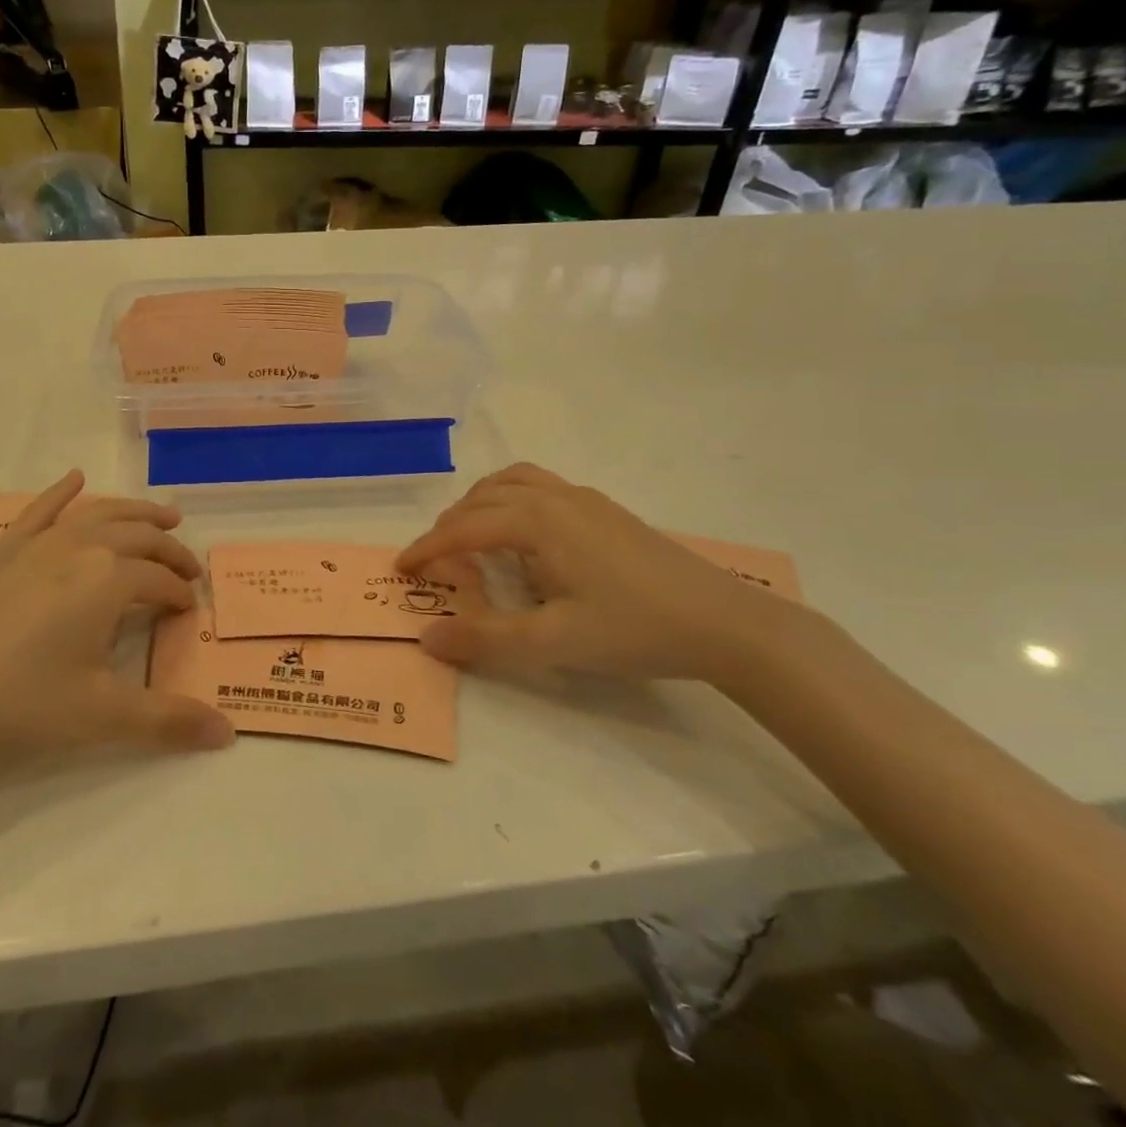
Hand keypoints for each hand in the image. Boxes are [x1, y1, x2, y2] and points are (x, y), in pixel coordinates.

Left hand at [0, 471, 232, 785]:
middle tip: (188, 569)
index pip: (162, 583)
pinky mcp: (4, 547)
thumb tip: (228, 734)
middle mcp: (83, 545)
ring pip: (102, 513)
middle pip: (142, 537)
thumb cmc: (19, 700)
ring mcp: (40, 541)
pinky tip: (75, 477)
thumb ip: (168, 720)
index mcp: (112, 578)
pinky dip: (63, 491)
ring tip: (165, 516)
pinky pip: (41, 508)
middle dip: (172, 552)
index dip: (181, 598)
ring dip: (138, 512)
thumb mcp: (101, 714)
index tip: (189, 613)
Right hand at [396, 463, 808, 688]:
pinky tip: (524, 537)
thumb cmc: (634, 629)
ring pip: (512, 483)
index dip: (427, 549)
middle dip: (450, 527)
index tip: (401, 569)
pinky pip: (539, 487)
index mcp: (537, 521)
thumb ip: (485, 640)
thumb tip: (426, 638)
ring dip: (480, 505)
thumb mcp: (553, 643)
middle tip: (435, 564)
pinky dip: (511, 501)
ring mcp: (585, 498)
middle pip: (483, 498)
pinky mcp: (606, 509)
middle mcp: (555, 497)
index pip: (463, 529)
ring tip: (470, 539)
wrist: (725, 623)